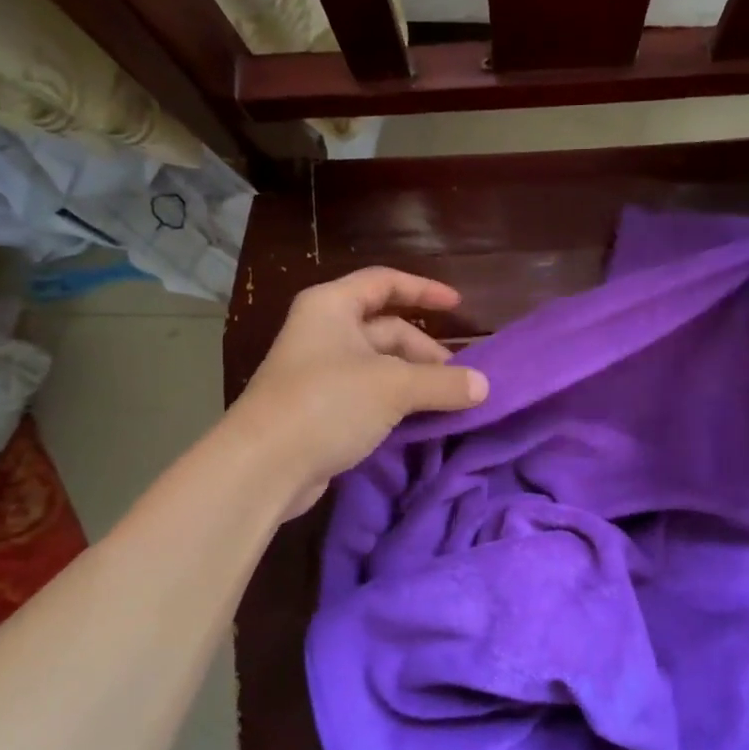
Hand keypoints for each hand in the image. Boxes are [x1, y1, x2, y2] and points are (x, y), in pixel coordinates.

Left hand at [231, 268, 487, 517]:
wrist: (264, 466)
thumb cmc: (327, 403)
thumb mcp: (393, 387)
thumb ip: (443, 383)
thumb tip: (484, 387)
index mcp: (332, 307)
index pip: (384, 282)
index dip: (423, 290)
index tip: (458, 307)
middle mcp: (324, 332)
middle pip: (387, 330)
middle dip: (425, 352)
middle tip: (460, 380)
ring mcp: (320, 373)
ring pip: (380, 367)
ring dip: (415, 382)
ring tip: (450, 403)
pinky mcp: (320, 410)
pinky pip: (369, 396)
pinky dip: (397, 404)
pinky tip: (423, 422)